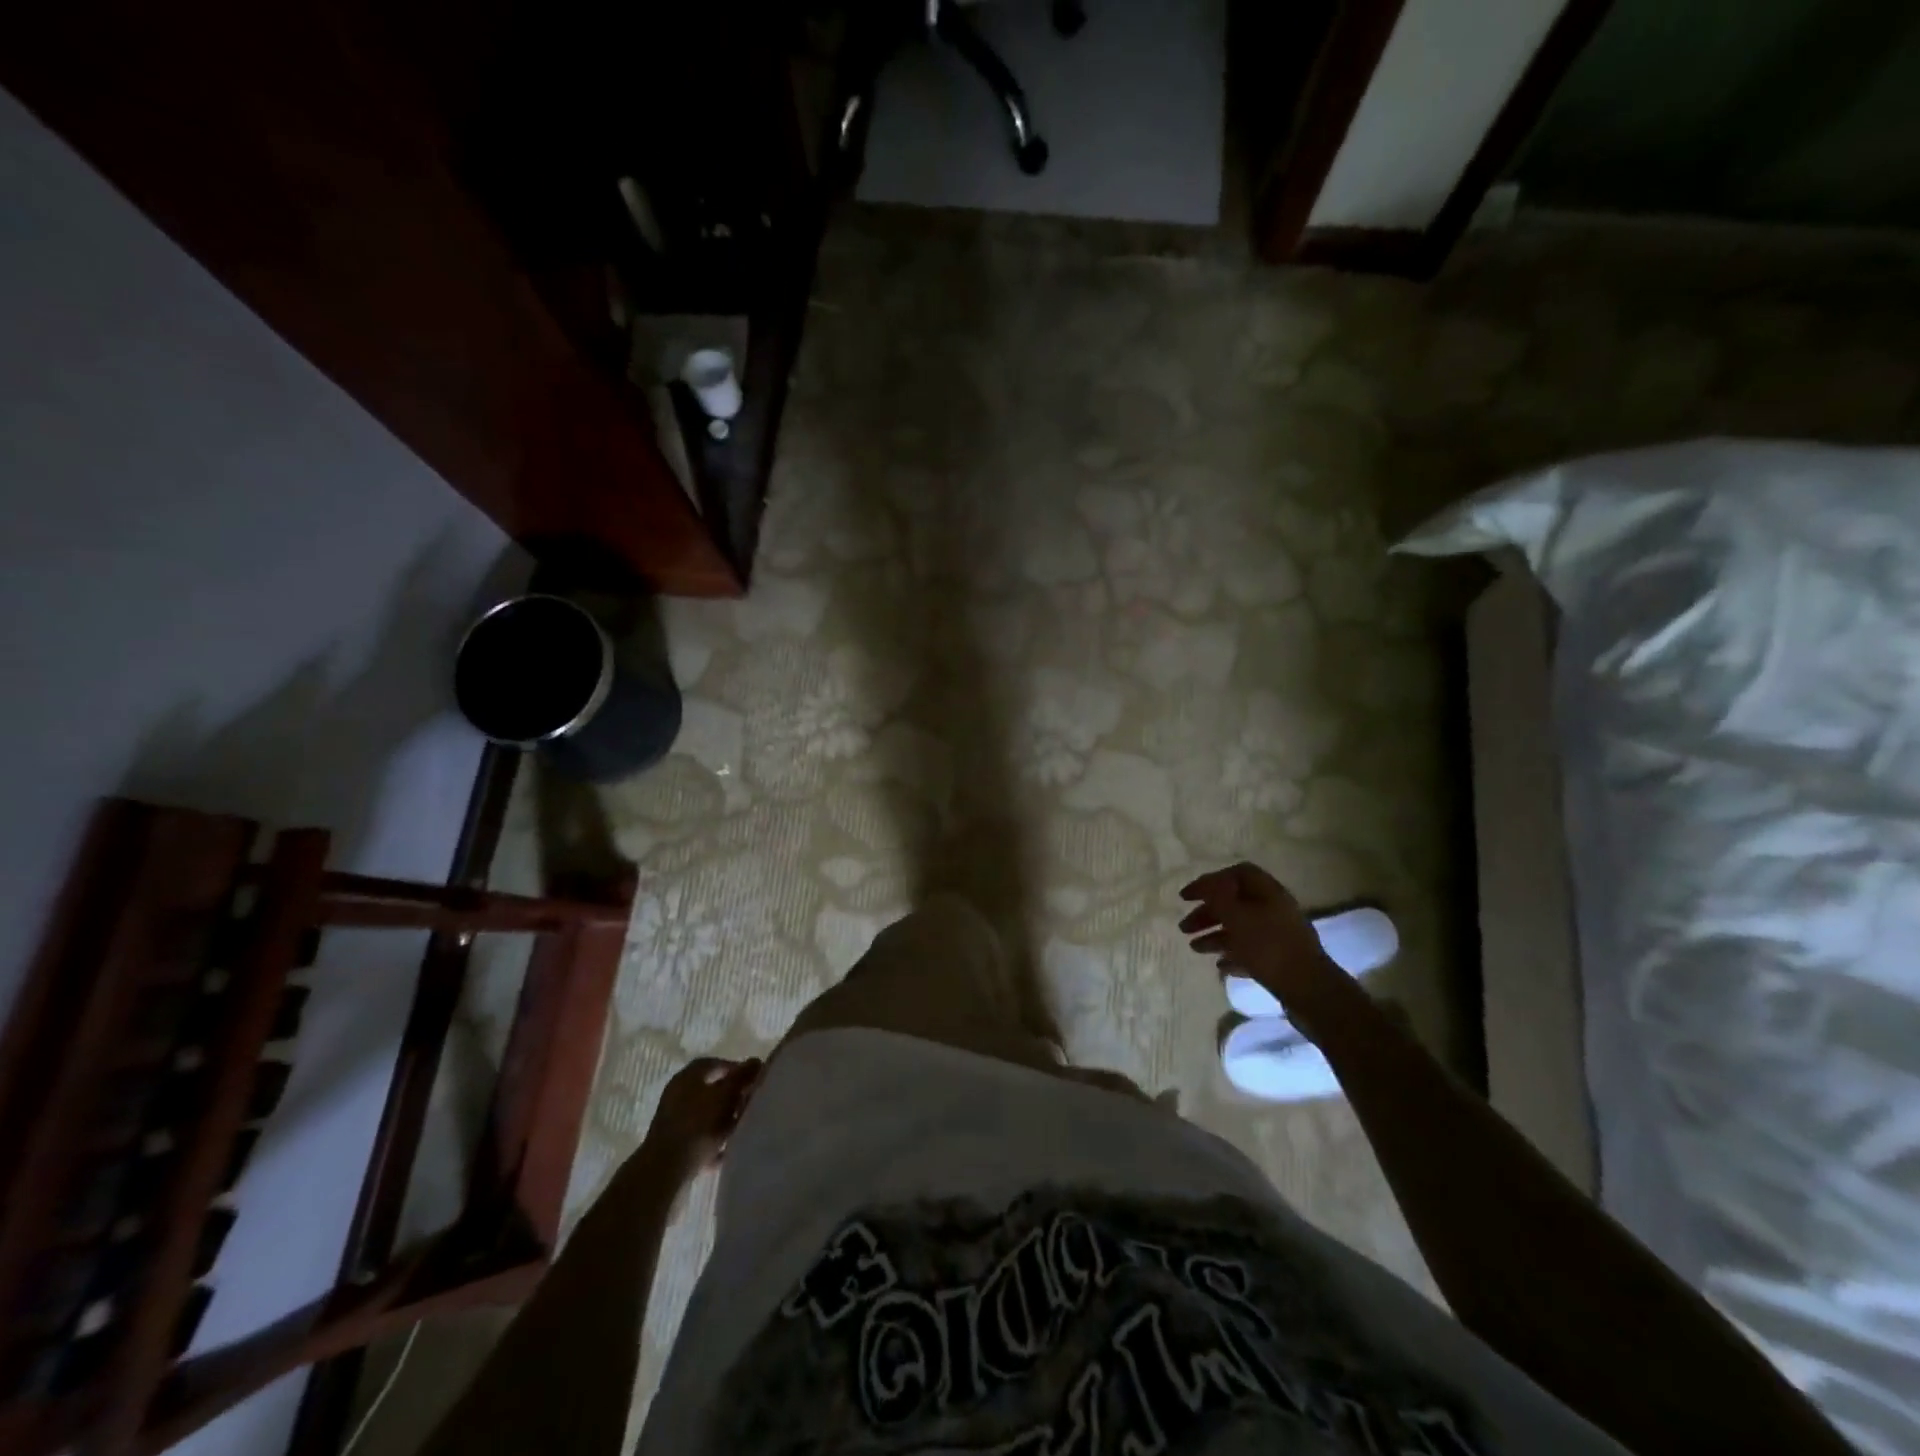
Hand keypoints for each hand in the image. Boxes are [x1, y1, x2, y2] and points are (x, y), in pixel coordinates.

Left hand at [641, 1057, 762, 1182]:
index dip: (736, 1070)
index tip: (754, 1081)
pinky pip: (699, 1137)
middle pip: (711, 1090)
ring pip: (706, 1114)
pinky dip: (713, 1141)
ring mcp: (673, 1120)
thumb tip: (756, 1061)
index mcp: (688, 1076)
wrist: (665, 1171)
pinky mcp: (673, 1144)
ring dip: (724, 1120)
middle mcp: (678, 1093)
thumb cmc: (698, 1125)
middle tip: (750, 1105)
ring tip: (742, 1129)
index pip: (715, 1064)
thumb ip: (742, 1077)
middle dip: (732, 1097)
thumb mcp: (726, 1096)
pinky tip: (727, 1151)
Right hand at [1179, 863, 1344, 1028]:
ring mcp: (1279, 934)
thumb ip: (1218, 897)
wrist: (1309, 991)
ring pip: (1240, 927)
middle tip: (1184, 926)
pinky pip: (1250, 949)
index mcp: (1268, 892)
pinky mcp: (1280, 958)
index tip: (1187, 897)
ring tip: (1194, 948)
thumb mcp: (1237, 917)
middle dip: (1207, 912)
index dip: (1209, 881)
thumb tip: (1207, 884)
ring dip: (1215, 935)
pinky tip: (1219, 965)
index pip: (1236, 873)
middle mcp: (1275, 908)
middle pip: (1235, 902)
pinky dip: (1232, 954)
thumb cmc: (1269, 947)